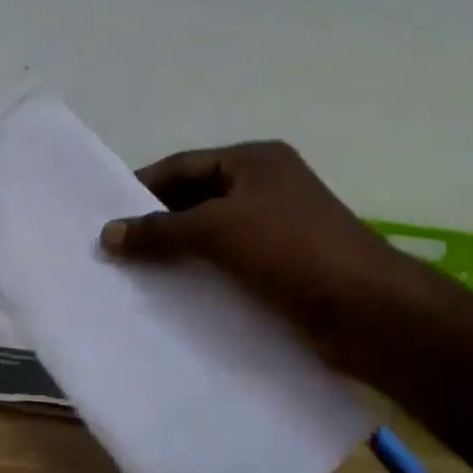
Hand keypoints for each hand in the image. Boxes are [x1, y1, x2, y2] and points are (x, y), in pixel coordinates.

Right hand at [100, 141, 453, 378]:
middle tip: (113, 250)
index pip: (183, 166)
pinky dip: (201, 277)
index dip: (142, 187)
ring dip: (176, 254)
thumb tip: (108, 234)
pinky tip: (172, 298)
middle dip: (156, 224)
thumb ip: (160, 230)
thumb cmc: (290, 250)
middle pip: (195, 200)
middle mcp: (265, 188)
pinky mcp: (281, 269)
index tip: (105, 215)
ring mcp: (276, 230)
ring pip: (211, 236)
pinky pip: (228, 266)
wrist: (367, 310)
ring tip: (133, 277)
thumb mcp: (218, 229)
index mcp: (254, 162)